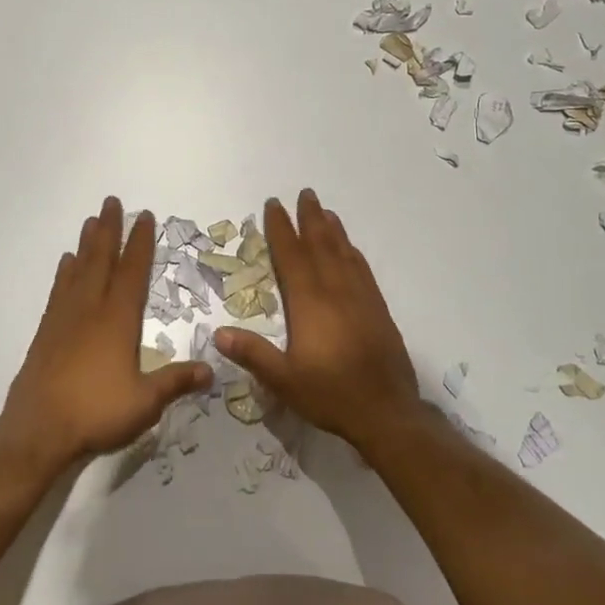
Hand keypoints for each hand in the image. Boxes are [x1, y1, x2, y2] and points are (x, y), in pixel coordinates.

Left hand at [1, 198, 210, 472]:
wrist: (38, 430)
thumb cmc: (96, 413)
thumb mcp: (145, 402)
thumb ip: (176, 382)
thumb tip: (212, 370)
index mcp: (118, 320)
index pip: (133, 272)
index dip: (140, 243)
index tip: (144, 217)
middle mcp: (90, 309)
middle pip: (101, 260)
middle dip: (109, 230)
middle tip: (112, 201)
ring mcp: (65, 318)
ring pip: (78, 270)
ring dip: (87, 244)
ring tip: (91, 221)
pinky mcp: (46, 332)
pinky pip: (58, 290)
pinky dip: (64, 271)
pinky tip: (66, 262)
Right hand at [215, 189, 421, 451]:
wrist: (387, 412)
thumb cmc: (330, 395)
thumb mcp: (284, 380)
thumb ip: (252, 354)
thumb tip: (218, 333)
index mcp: (309, 303)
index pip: (291, 256)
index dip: (281, 229)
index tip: (274, 205)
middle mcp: (336, 291)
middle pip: (321, 244)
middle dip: (310, 217)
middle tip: (305, 193)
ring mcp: (361, 298)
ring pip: (344, 253)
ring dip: (333, 229)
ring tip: (325, 210)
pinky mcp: (378, 309)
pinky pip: (363, 269)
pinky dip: (353, 252)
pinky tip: (351, 249)